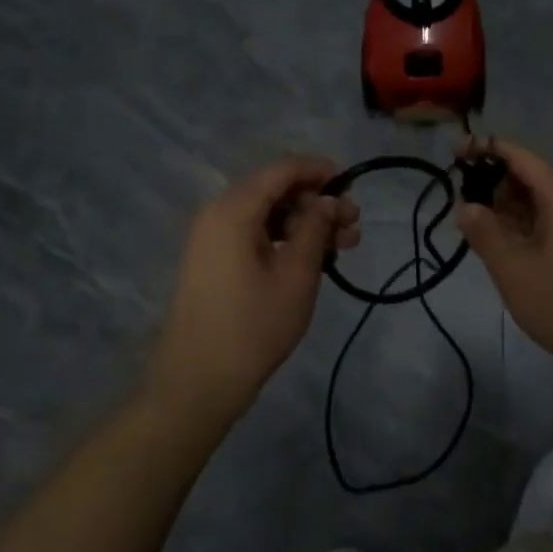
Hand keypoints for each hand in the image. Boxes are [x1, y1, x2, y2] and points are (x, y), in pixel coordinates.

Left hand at [147, 157, 360, 427]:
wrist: (198, 381)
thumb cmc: (253, 325)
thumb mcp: (296, 275)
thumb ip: (315, 228)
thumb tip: (329, 200)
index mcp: (234, 210)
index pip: (282, 170)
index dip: (319, 170)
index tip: (352, 183)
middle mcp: (218, 214)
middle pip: (274, 190)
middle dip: (317, 202)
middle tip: (354, 225)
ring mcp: (212, 239)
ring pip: (266, 215)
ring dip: (305, 223)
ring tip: (344, 247)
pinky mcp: (214, 261)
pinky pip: (254, 234)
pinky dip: (284, 239)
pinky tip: (314, 260)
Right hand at [456, 137, 552, 376]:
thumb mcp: (513, 268)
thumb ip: (485, 232)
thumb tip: (463, 205)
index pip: (521, 156)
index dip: (488, 148)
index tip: (455, 150)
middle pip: (528, 175)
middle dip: (492, 176)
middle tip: (455, 188)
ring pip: (534, 200)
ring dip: (502, 201)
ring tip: (467, 211)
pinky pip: (542, 220)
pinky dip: (516, 221)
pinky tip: (493, 235)